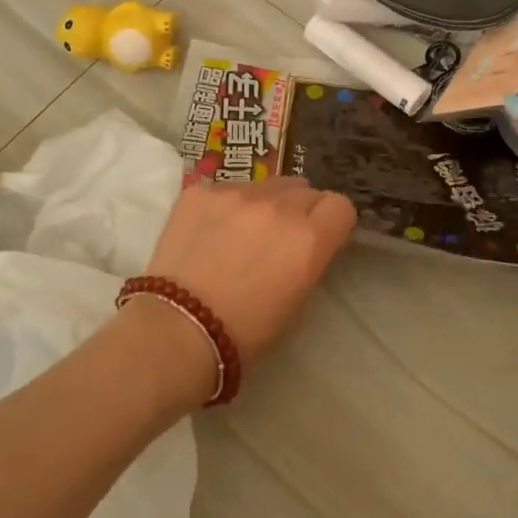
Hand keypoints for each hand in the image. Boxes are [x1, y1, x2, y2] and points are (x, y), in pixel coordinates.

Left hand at [144, 175, 356, 366]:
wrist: (177, 330)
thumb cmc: (245, 333)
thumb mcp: (297, 303)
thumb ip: (309, 261)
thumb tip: (305, 245)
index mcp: (309, 238)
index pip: (340, 206)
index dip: (332, 221)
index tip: (321, 236)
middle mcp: (278, 206)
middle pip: (305, 190)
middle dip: (300, 210)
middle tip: (281, 237)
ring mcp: (237, 193)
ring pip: (266, 184)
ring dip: (265, 203)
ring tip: (243, 232)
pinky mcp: (201, 191)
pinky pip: (227, 189)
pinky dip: (227, 205)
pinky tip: (209, 232)